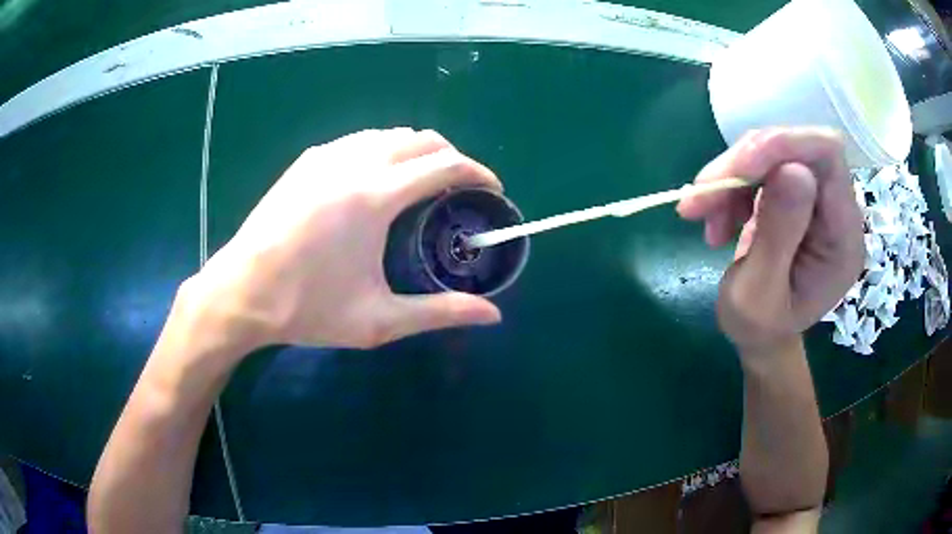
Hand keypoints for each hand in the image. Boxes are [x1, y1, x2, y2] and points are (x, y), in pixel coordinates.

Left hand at [189, 128, 502, 352]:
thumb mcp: (378, 320)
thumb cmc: (308, 307)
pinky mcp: (307, 160)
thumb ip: (440, 312)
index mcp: (376, 196)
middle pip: (422, 139)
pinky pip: (360, 141)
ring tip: (423, 183)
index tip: (492, 189)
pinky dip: (384, 150)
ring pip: (390, 134)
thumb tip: (493, 315)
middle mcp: (355, 162)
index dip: (478, 172)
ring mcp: (327, 156)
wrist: (242, 292)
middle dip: (452, 157)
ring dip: (418, 151)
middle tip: (460, 189)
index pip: (445, 164)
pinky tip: (377, 181)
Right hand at [677, 127, 864, 350]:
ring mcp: (816, 200)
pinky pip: (760, 166)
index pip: (828, 159)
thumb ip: (778, 236)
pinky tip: (715, 217)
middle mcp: (837, 210)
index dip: (784, 147)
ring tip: (702, 215)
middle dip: (745, 164)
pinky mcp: (794, 195)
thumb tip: (792, 169)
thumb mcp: (759, 296)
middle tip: (701, 196)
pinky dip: (730, 185)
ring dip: (730, 177)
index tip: (738, 167)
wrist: (760, 335)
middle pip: (797, 149)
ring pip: (772, 154)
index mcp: (844, 238)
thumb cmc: (759, 328)